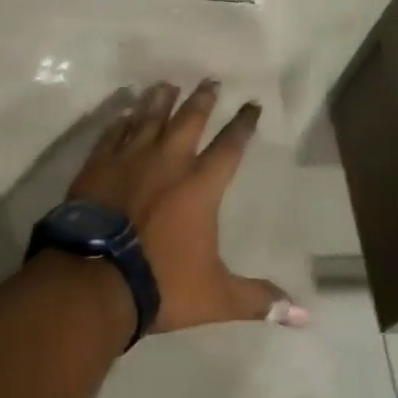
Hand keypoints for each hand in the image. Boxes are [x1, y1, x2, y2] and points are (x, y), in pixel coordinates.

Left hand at [65, 80, 305, 332]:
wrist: (94, 280)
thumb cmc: (161, 284)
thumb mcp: (216, 297)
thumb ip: (258, 299)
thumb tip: (304, 317)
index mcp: (200, 186)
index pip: (230, 146)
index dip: (243, 124)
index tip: (252, 104)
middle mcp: (169, 161)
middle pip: (189, 120)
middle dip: (202, 99)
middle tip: (210, 80)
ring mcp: (131, 159)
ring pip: (149, 118)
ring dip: (160, 100)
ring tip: (166, 84)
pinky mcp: (99, 165)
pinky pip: (113, 134)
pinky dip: (121, 121)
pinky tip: (124, 112)